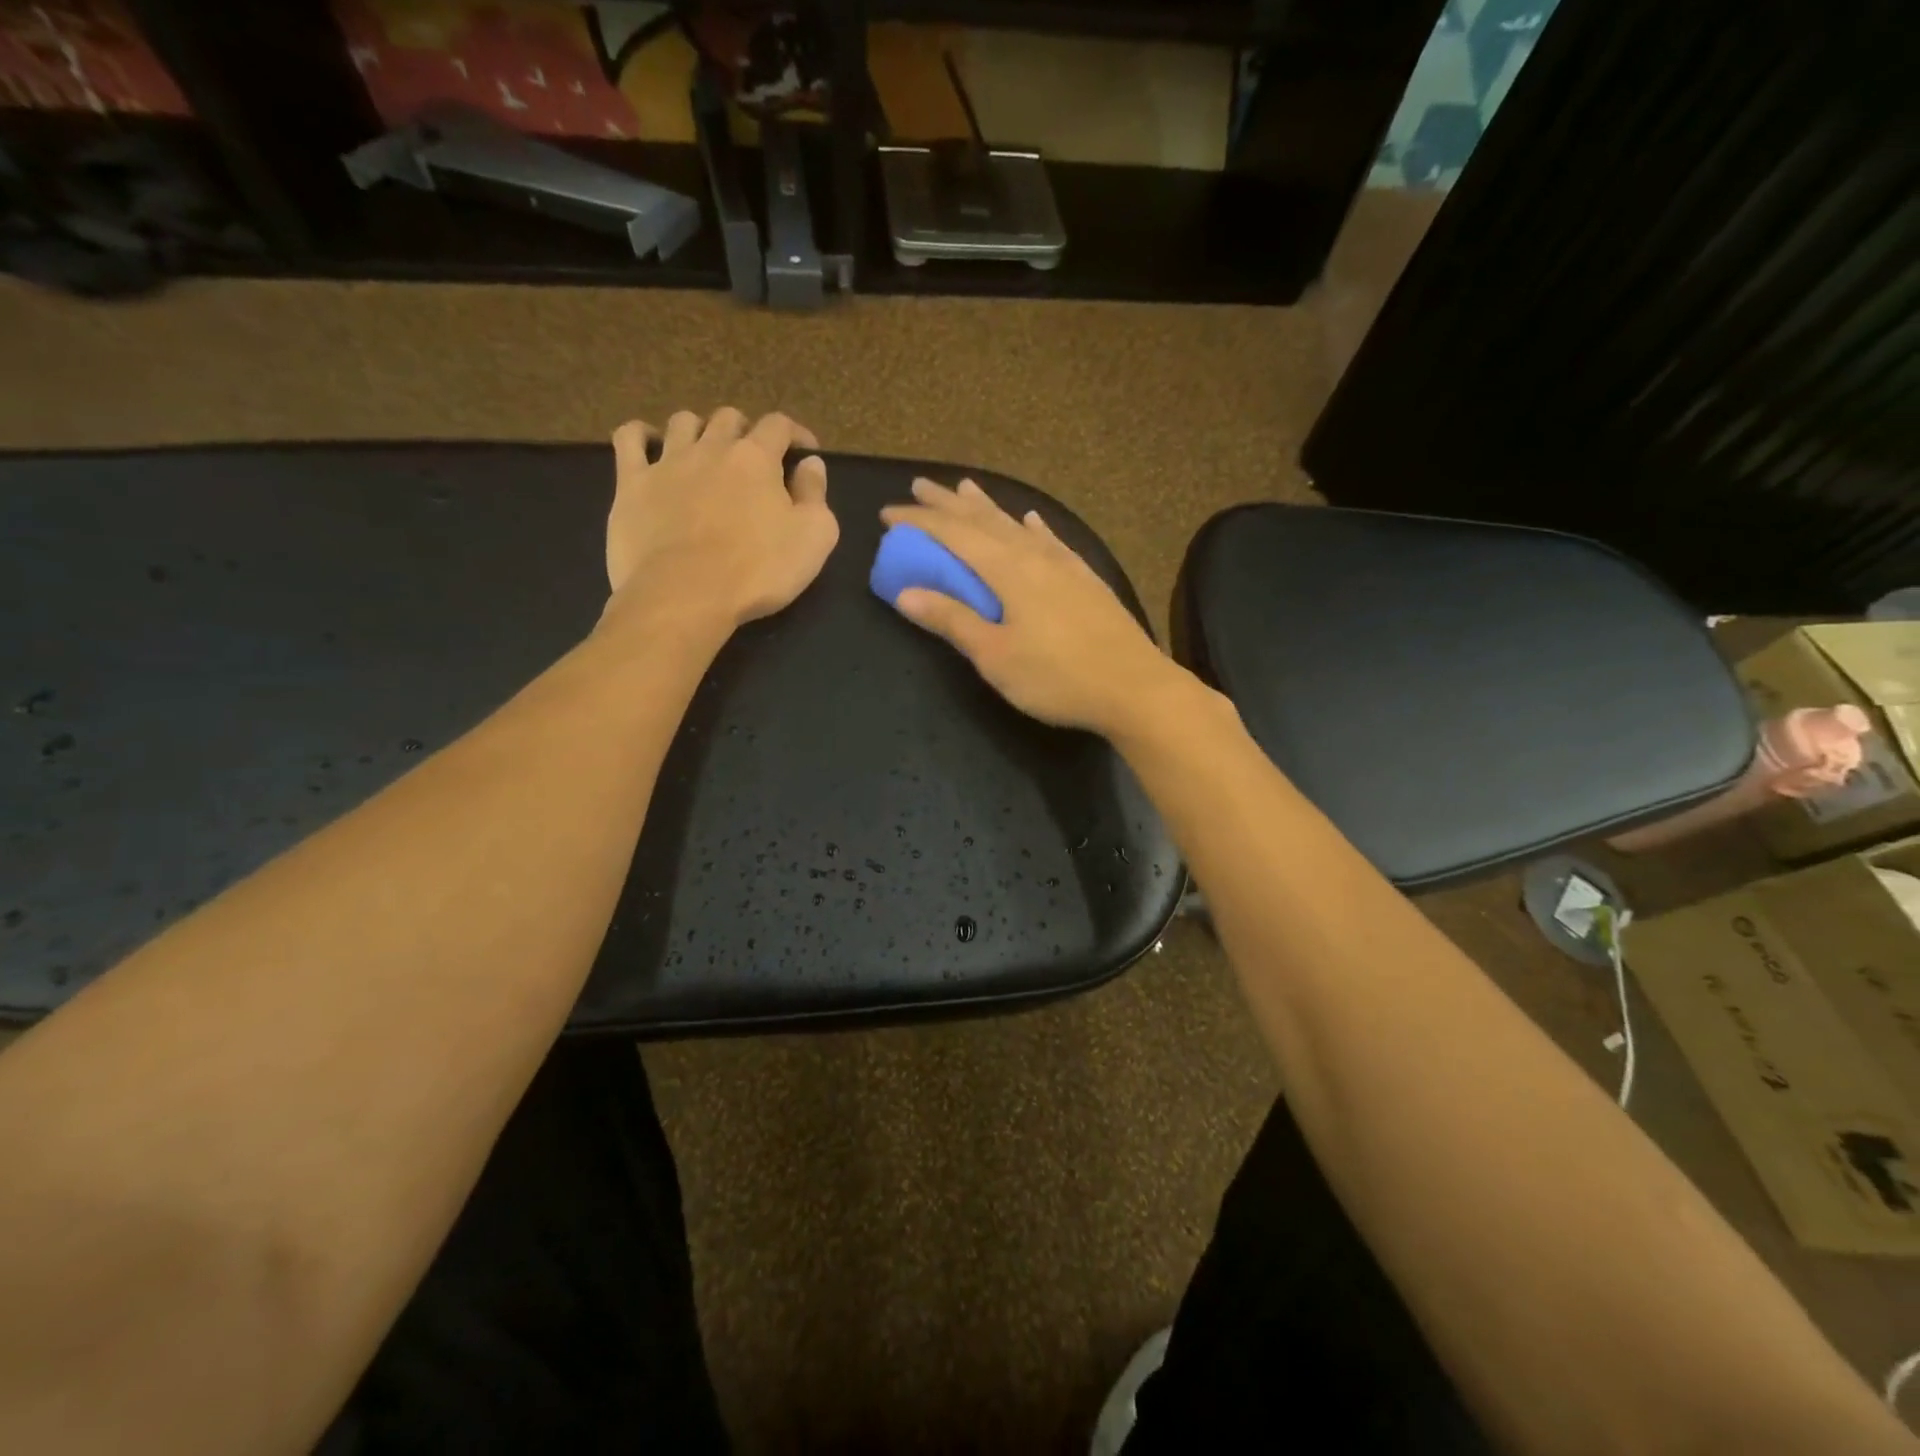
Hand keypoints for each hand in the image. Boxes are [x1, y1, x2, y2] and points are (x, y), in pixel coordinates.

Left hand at [604, 408, 838, 631]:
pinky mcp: (631, 484)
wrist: (685, 596)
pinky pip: (629, 439)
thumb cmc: (758, 571)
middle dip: (746, 432)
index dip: (795, 434)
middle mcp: (711, 448)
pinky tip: (649, 444)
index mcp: (757, 458)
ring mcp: (667, 462)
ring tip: (706, 454)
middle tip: (754, 461)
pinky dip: (641, 434)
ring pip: (683, 422)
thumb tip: (812, 464)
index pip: (779, 425)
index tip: (804, 453)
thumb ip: (816, 495)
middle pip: (730, 419)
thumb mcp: (813, 539)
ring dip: (699, 430)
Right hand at [879, 478, 1180, 734]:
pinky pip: (1052, 540)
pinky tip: (1032, 520)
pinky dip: (1035, 527)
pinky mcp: (1086, 579)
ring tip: (965, 488)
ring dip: (987, 506)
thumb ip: (952, 620)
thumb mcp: (995, 655)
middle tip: (919, 485)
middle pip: (984, 520)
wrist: (1135, 687)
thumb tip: (905, 593)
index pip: (953, 534)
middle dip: (947, 503)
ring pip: (1017, 525)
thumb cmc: (1057, 677)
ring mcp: (1065, 564)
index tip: (887, 514)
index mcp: (1008, 570)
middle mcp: (1035, 556)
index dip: (918, 521)